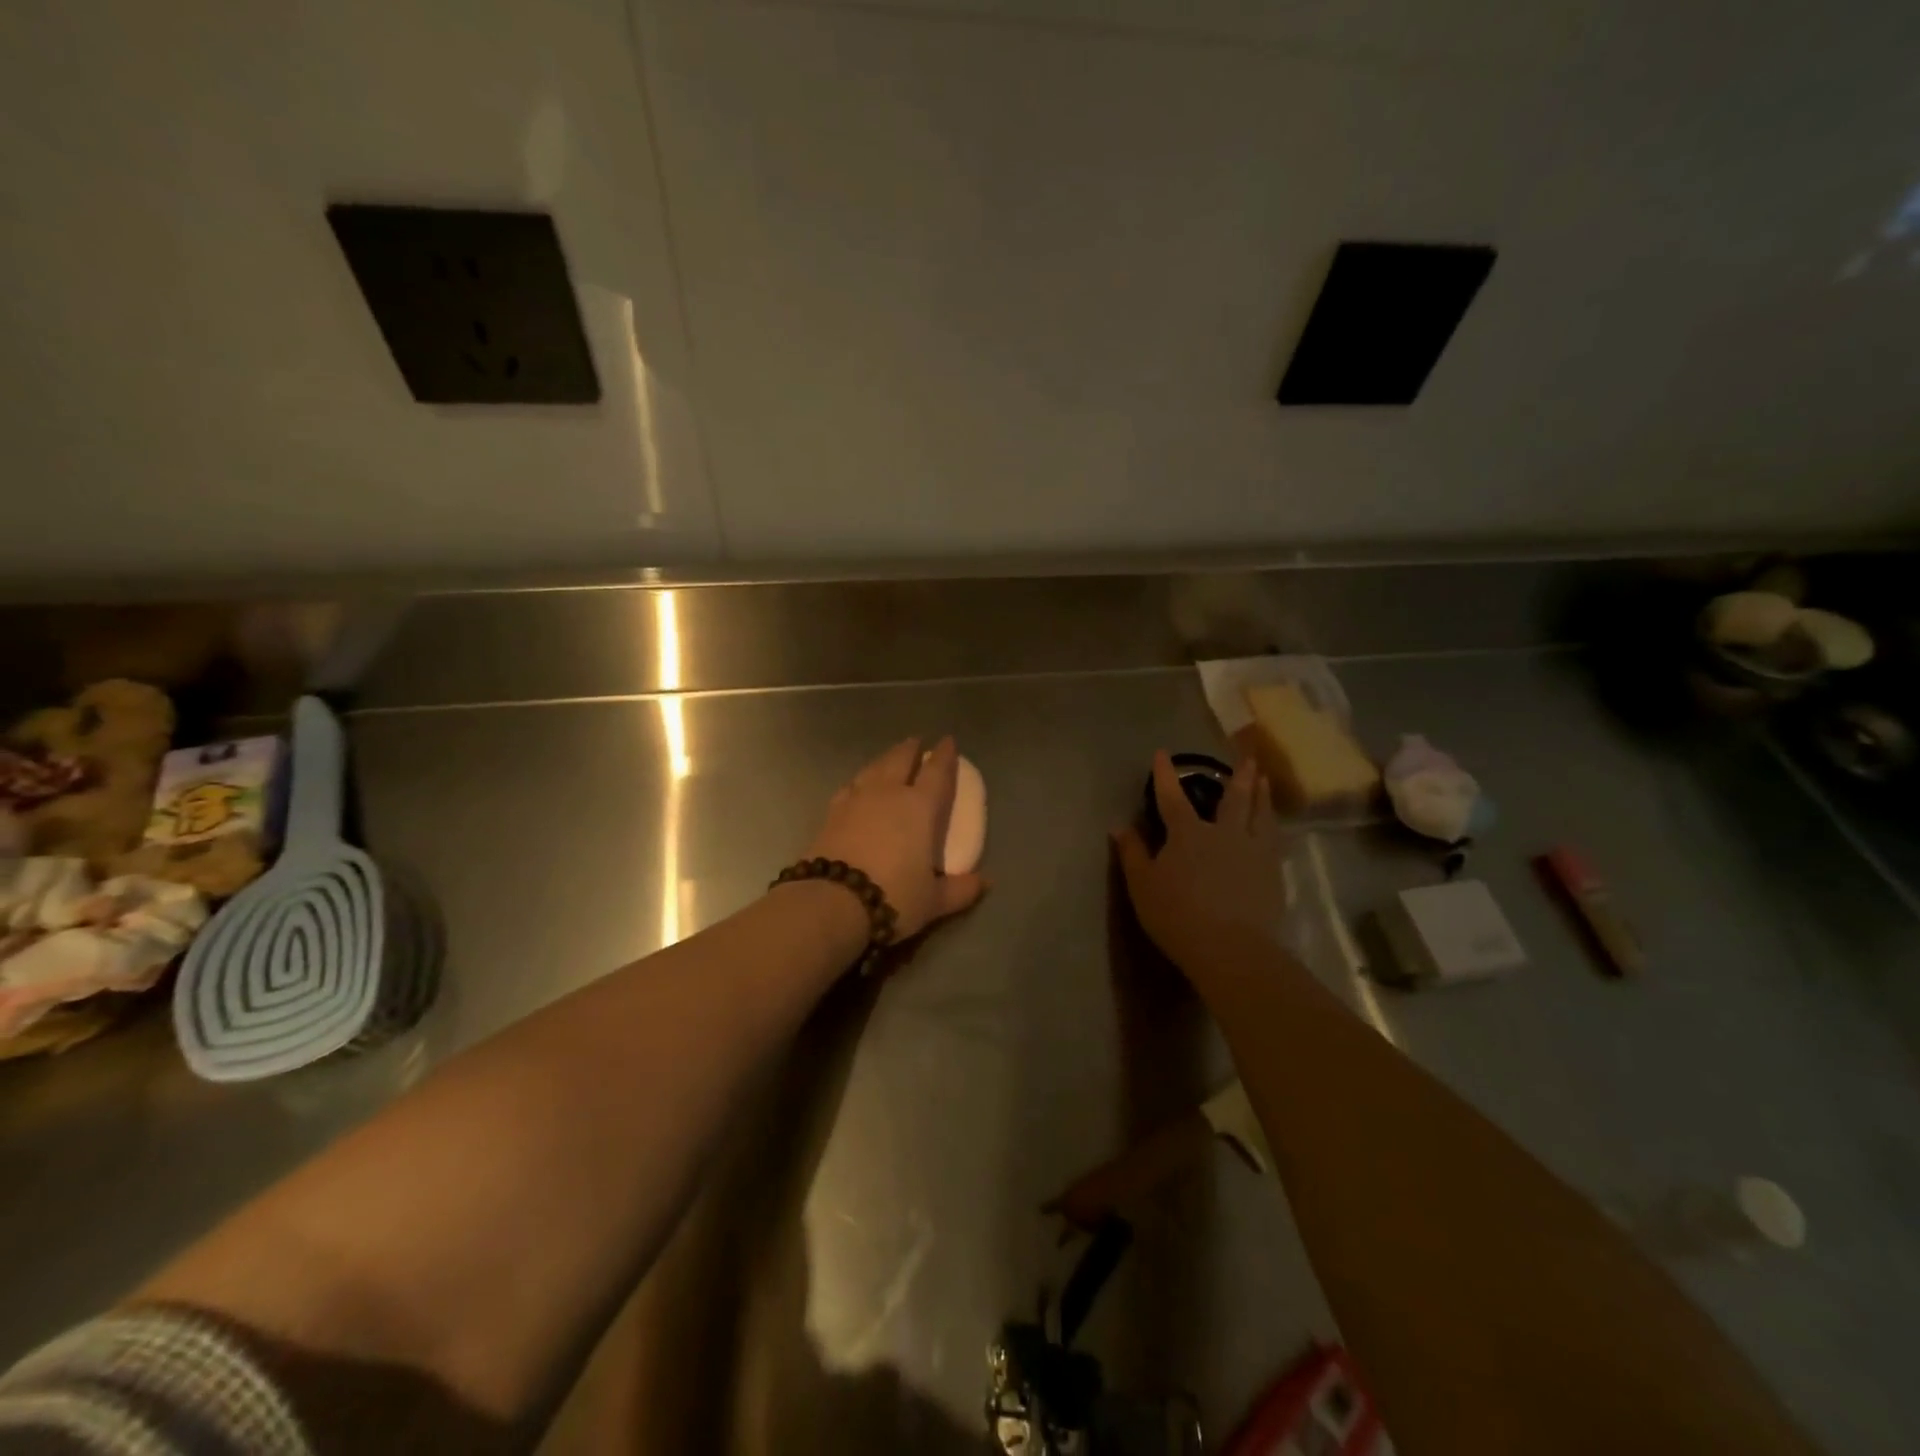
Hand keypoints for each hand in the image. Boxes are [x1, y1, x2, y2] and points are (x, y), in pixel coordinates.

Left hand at [805, 737, 985, 940]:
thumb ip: (960, 889)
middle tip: (916, 742)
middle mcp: (888, 794)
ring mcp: (856, 800)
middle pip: (900, 760)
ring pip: (873, 768)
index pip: (937, 772)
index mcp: (919, 807)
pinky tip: (857, 787)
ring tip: (888, 759)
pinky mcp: (831, 814)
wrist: (832, 902)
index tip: (948, 740)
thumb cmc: (893, 896)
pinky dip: (859, 782)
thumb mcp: (933, 900)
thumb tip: (985, 882)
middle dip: (910, 749)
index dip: (945, 755)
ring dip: (884, 760)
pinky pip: (849, 787)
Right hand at [1112, 752, 1288, 974]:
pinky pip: (1274, 841)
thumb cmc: (1177, 915)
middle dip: (1237, 777)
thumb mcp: (1142, 886)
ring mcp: (1253, 852)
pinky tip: (1274, 827)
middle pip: (1233, 799)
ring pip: (1260, 815)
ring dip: (1262, 795)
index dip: (1166, 775)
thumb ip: (1132, 854)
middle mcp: (1223, 833)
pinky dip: (1273, 827)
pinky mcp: (1273, 873)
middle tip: (1247, 758)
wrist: (1230, 948)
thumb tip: (1119, 827)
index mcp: (1187, 833)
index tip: (1162, 754)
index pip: (1172, 797)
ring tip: (1265, 780)